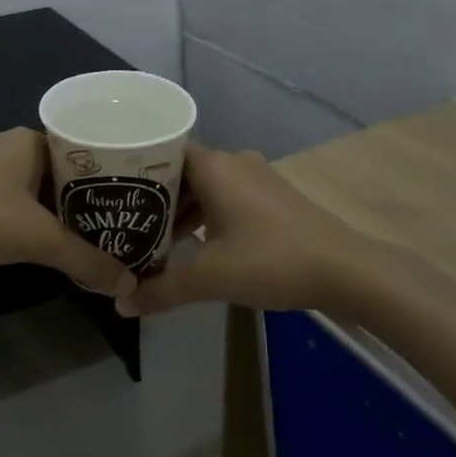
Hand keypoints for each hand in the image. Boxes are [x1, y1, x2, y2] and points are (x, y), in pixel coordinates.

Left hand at [0, 128, 128, 293]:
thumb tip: (128, 283)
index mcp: (28, 140)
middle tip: (109, 223)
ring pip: (31, 185)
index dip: (105, 175)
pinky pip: (7, 196)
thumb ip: (85, 259)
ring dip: (51, 208)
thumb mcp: (38, 240)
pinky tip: (34, 237)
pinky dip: (25, 214)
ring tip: (80, 234)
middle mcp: (5, 144)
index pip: (81, 149)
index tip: (125, 199)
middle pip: (58, 170)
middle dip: (80, 197)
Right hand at [114, 143, 368, 316]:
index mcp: (214, 166)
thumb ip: (161, 290)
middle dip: (154, 199)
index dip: (133, 169)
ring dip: (181, 211)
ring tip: (153, 239)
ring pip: (205, 186)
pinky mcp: (272, 197)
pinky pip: (226, 196)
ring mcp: (256, 178)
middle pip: (181, 171)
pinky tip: (194, 245)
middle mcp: (233, 162)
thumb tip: (121, 304)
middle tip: (123, 222)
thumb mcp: (210, 277)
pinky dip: (206, 215)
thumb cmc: (271, 261)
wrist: (346, 270)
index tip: (110, 190)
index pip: (161, 152)